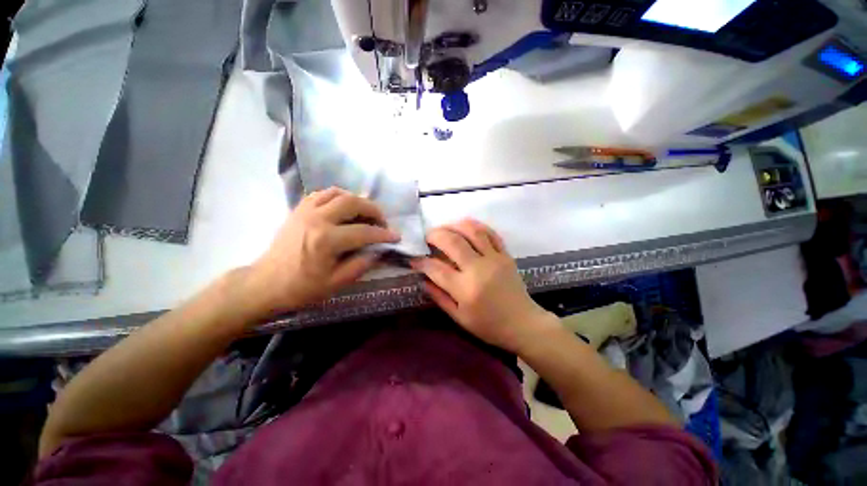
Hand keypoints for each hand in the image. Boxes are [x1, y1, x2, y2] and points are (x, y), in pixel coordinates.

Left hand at [244, 187, 399, 316]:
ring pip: (338, 193)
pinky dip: (338, 197)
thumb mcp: (336, 283)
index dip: (383, 234)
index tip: (396, 237)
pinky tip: (344, 208)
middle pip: (353, 202)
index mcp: (326, 240)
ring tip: (365, 213)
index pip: (364, 232)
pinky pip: (322, 194)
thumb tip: (379, 251)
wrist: (265, 284)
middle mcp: (317, 219)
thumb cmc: (301, 288)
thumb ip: (362, 264)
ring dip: (357, 200)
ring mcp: (305, 211)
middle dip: (374, 210)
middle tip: (382, 222)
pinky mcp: (298, 210)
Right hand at [410, 219, 558, 352]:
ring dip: (454, 225)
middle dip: (434, 235)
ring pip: (472, 231)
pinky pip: (490, 233)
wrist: (523, 324)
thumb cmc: (489, 326)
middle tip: (426, 237)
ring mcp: (494, 259)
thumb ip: (439, 297)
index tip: (413, 259)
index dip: (421, 261)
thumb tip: (423, 279)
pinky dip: (476, 226)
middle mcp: (478, 269)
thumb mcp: (459, 318)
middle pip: (452, 242)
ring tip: (444, 228)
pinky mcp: (505, 255)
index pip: (436, 268)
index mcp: (465, 289)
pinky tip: (466, 227)